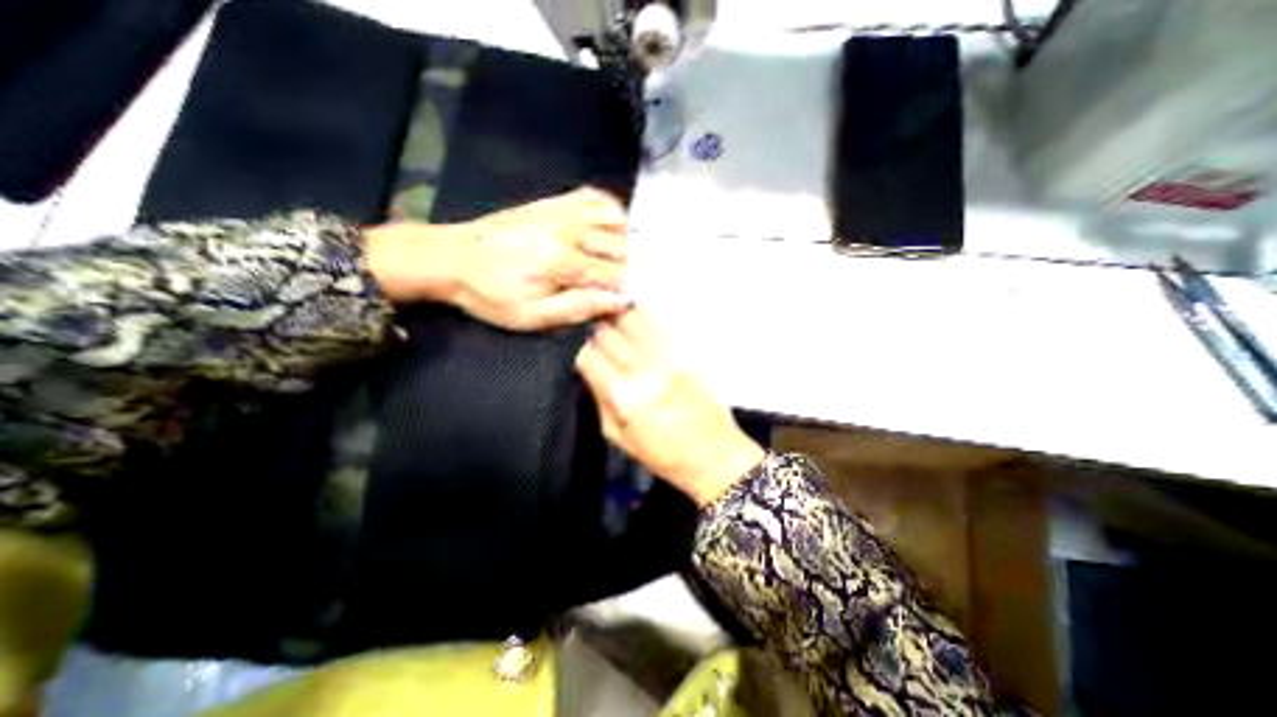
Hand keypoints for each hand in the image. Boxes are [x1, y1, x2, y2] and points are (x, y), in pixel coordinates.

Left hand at [365, 189, 633, 332]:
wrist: (451, 257)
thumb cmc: (491, 294)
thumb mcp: (532, 316)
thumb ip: (578, 308)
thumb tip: (618, 301)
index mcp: (563, 262)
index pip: (615, 276)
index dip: (626, 291)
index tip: (626, 302)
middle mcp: (569, 230)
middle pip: (621, 248)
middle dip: (629, 269)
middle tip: (620, 286)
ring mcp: (562, 211)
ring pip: (616, 220)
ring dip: (625, 242)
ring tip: (618, 261)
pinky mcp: (554, 202)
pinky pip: (596, 198)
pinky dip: (612, 211)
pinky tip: (609, 229)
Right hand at [575, 306, 760, 502]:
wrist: (716, 455)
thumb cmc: (665, 455)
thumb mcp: (620, 437)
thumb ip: (599, 399)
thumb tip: (590, 370)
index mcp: (625, 396)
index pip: (588, 355)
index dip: (579, 351)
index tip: (581, 354)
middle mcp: (646, 369)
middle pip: (608, 331)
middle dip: (595, 331)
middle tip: (594, 337)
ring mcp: (670, 356)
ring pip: (633, 317)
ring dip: (617, 318)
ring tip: (612, 321)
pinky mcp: (689, 351)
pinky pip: (659, 323)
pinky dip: (642, 318)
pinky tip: (637, 323)